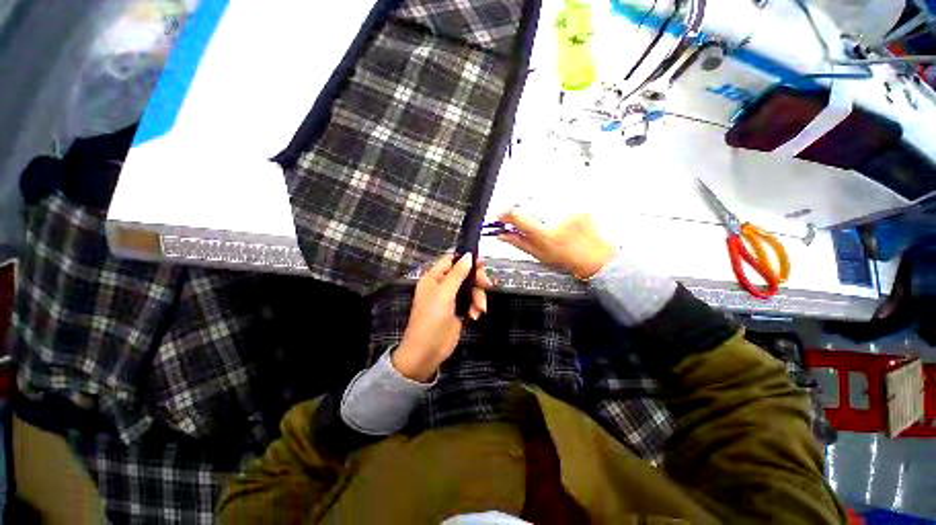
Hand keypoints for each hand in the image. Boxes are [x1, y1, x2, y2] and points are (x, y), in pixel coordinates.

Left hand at [392, 253, 493, 381]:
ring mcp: (452, 299)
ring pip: (471, 289)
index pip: (451, 260)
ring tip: (479, 308)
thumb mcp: (444, 294)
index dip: (466, 259)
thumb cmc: (431, 319)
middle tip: (488, 284)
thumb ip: (457, 274)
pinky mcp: (460, 311)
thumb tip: (468, 255)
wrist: (427, 352)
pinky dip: (476, 307)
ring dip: (478, 297)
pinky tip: (474, 316)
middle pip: (465, 274)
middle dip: (477, 280)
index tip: (483, 261)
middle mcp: (443, 286)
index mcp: (434, 278)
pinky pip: (472, 302)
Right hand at [497, 208, 615, 278]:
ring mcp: (570, 209)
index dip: (505, 215)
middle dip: (526, 213)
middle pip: (529, 205)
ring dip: (542, 210)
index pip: (517, 216)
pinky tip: (563, 220)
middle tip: (533, 224)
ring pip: (543, 201)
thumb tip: (502, 234)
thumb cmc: (569, 259)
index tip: (502, 216)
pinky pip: (558, 200)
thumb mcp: (538, 255)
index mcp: (545, 235)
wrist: (596, 258)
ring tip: (553, 225)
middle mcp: (557, 219)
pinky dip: (556, 208)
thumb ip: (518, 242)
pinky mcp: (579, 203)